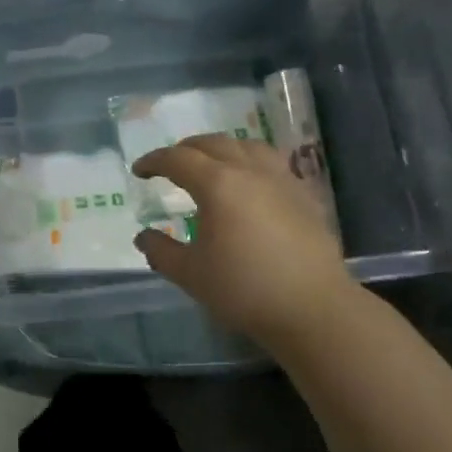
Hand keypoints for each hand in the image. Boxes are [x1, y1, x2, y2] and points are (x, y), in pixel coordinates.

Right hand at [133, 134, 361, 348]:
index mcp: (218, 184)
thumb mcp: (191, 274)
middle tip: (170, 166)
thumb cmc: (245, 289)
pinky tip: (250, 182)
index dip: (154, 161)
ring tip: (211, 165)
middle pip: (212, 143)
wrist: (312, 308)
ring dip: (221, 148)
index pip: (178, 159)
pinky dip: (250, 160)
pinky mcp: (303, 194)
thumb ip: (161, 252)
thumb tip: (143, 237)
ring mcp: (280, 179)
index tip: (139, 171)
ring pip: (246, 145)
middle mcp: (249, 170)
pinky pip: (271, 161)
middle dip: (185, 149)